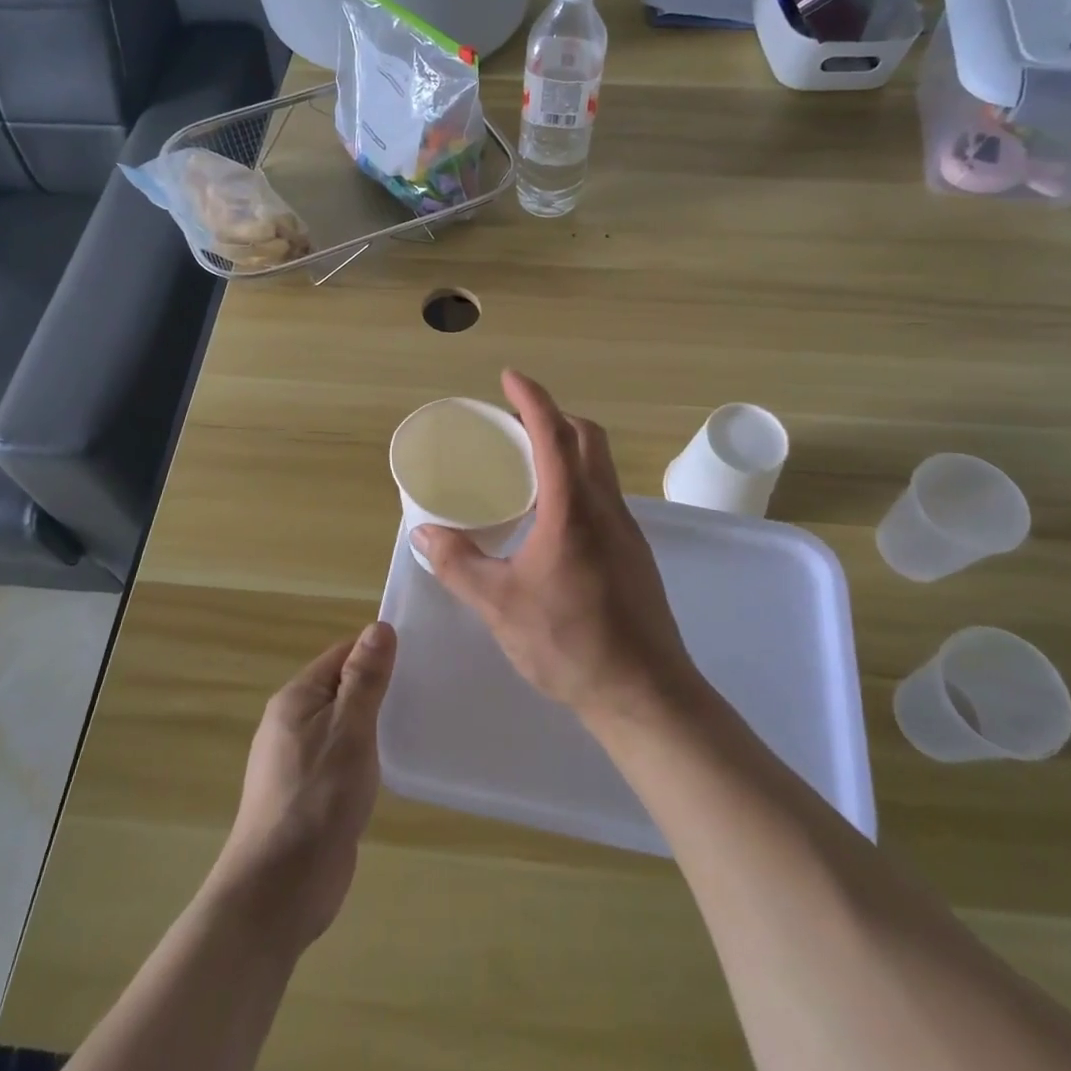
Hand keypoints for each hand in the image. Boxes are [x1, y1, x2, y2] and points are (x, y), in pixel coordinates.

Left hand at [211, 621, 396, 951]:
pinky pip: (342, 759)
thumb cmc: (316, 799)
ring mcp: (298, 762)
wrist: (278, 892)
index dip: (376, 652)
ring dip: (374, 724)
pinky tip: (392, 765)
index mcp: (296, 699)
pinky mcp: (310, 796)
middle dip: (378, 688)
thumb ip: (364, 679)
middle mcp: (292, 724)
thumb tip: (378, 627)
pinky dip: (366, 755)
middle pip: (341, 688)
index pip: (341, 655)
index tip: (418, 657)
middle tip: (425, 689)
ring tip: (416, 722)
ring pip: (343, 726)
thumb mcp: (348, 730)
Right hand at [414, 370, 700, 725]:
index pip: (553, 434)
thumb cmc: (570, 643)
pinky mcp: (634, 555)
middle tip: (516, 423)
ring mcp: (627, 531)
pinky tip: (552, 518)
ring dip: (569, 449)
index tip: (510, 377)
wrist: (645, 694)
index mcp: (573, 509)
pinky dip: (578, 482)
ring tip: (530, 465)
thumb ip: (458, 564)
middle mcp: (606, 508)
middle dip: (554, 417)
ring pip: (601, 467)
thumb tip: (425, 533)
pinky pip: (605, 497)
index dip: (531, 399)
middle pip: (588, 438)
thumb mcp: (499, 605)